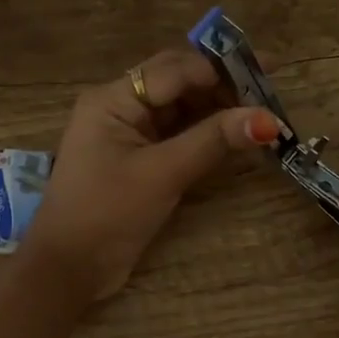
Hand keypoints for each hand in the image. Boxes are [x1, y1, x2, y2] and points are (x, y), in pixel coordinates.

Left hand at [26, 46, 280, 300]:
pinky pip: (178, 135)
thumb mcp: (163, 174)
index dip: (220, 69)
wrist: (68, 269)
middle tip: (270, 92)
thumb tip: (268, 120)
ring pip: (181, 109)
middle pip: (178, 83)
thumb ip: (213, 141)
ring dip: (218, 110)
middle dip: (223, 86)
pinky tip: (238, 138)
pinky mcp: (139, 159)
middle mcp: (120, 107)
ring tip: (262, 115)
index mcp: (113, 99)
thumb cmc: (108, 214)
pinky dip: (206, 135)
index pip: (174, 69)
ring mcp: (129, 134)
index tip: (266, 72)